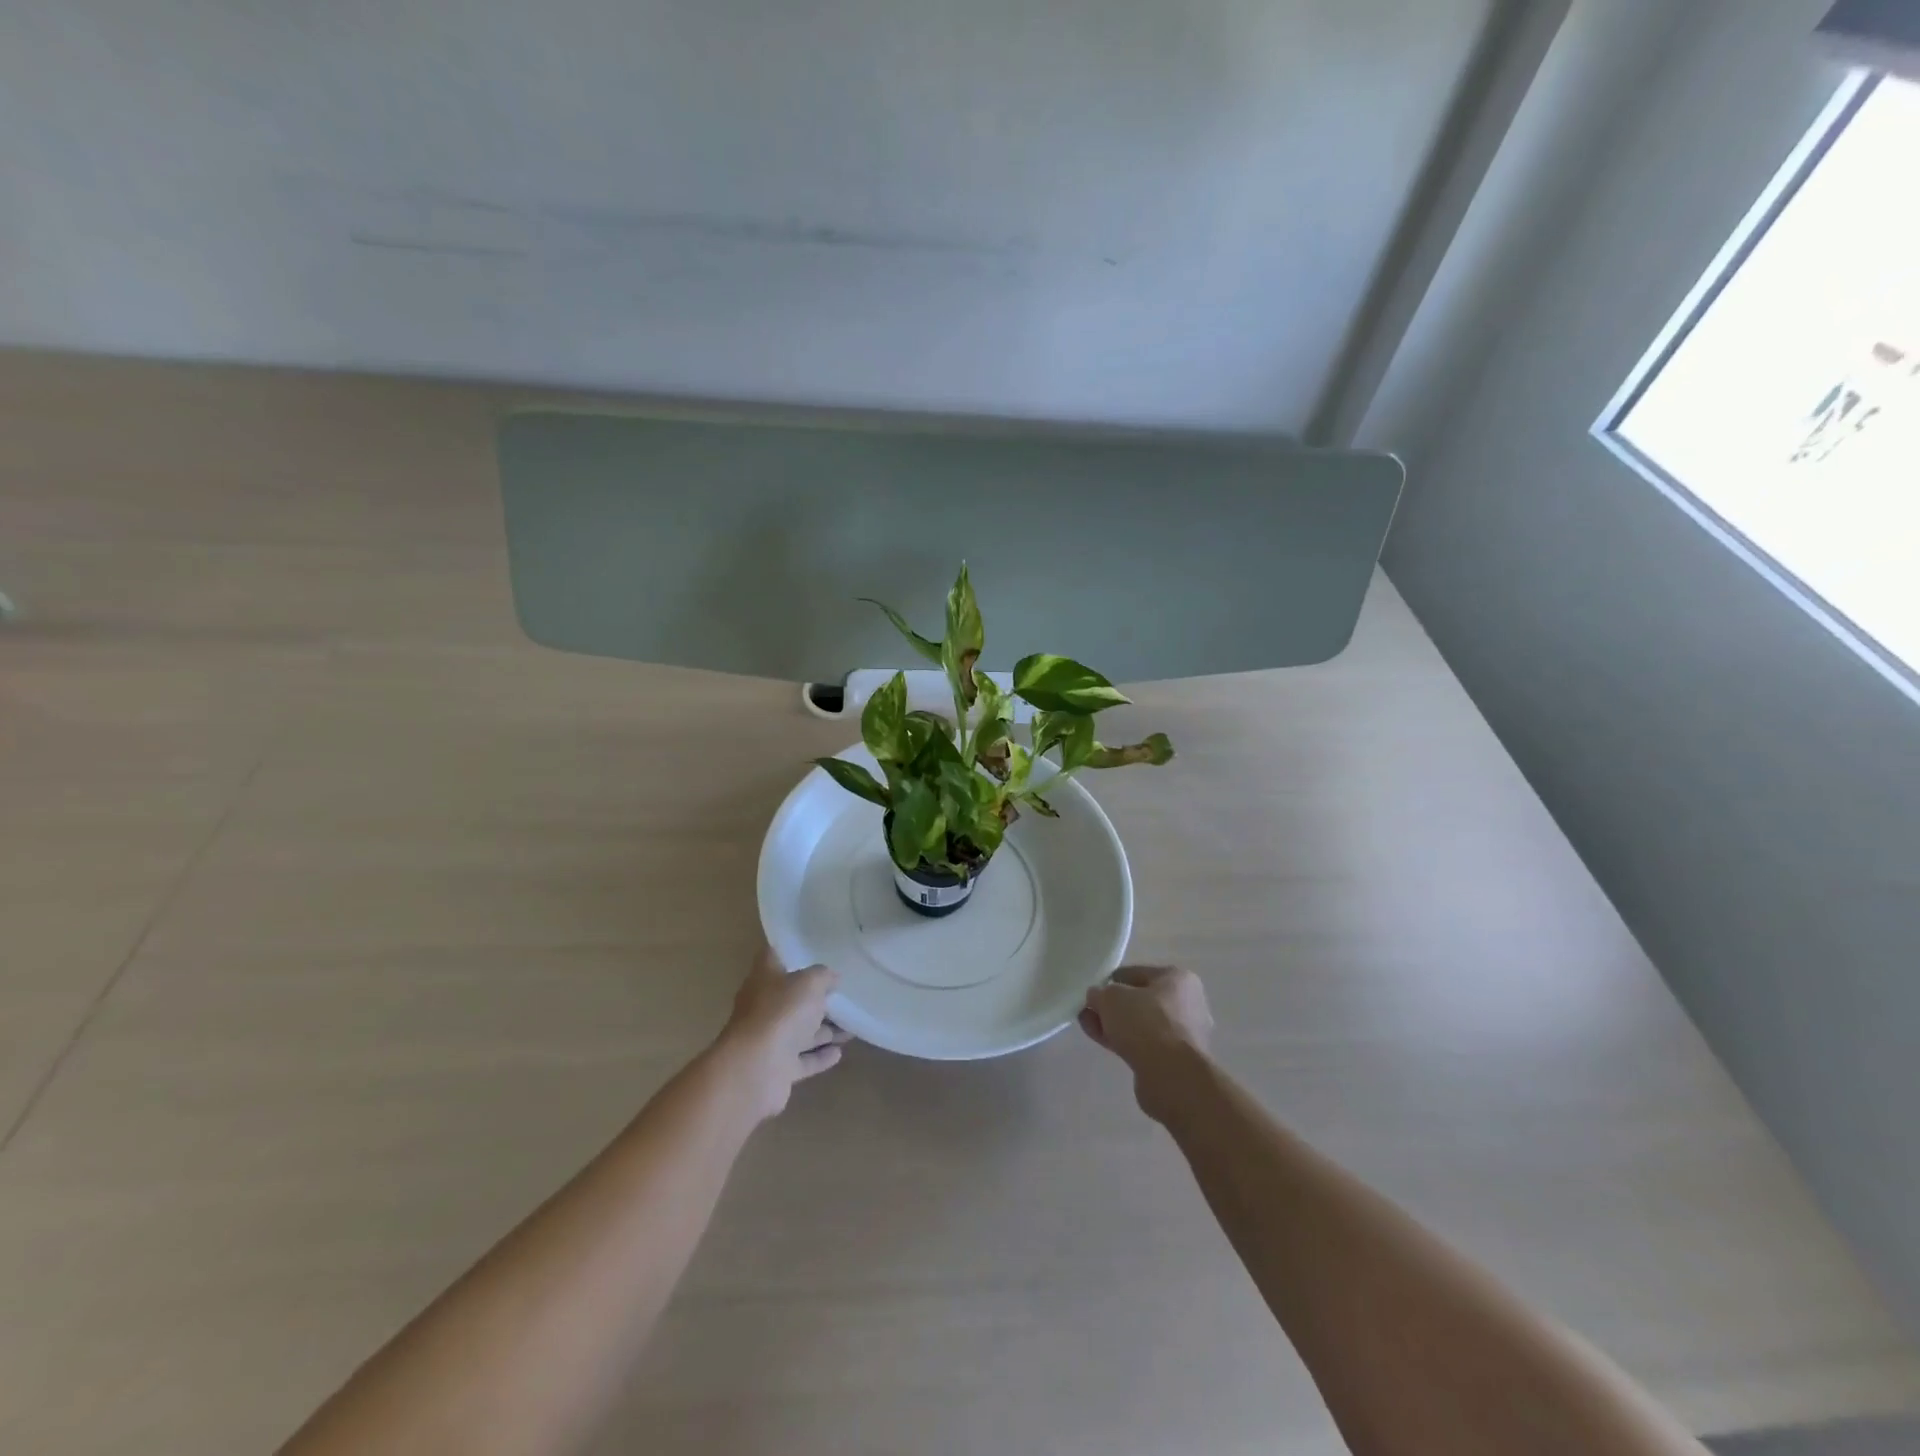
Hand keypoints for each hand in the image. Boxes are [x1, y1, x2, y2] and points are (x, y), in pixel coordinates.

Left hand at [717, 947, 851, 1119]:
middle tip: (843, 995)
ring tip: (851, 1027)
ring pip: (800, 1031)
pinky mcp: (778, 1069)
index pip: (773, 957)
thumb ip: (823, 976)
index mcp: (764, 979)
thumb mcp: (809, 983)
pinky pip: (803, 1060)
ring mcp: (769, 1040)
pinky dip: (820, 1056)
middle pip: (791, 999)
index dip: (790, 952)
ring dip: (824, 1030)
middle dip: (816, 999)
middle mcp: (763, 1007)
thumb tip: (832, 977)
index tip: (813, 950)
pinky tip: (839, 1053)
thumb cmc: (781, 1013)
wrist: (755, 1070)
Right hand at [1080, 965, 1213, 1117]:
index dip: (1110, 981)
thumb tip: (1097, 998)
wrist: (1172, 1075)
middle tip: (1087, 1011)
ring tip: (1088, 1026)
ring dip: (1114, 1025)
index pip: (1135, 973)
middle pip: (1139, 1000)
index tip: (1092, 992)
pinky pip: (1144, 1044)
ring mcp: (1183, 1034)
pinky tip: (1103, 1042)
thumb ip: (1100, 993)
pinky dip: (1124, 1041)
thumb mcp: (1111, 997)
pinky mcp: (1176, 1060)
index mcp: (1177, 978)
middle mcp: (1186, 1003)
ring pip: (1140, 1024)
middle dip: (1111, 1006)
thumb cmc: (1145, 1023)